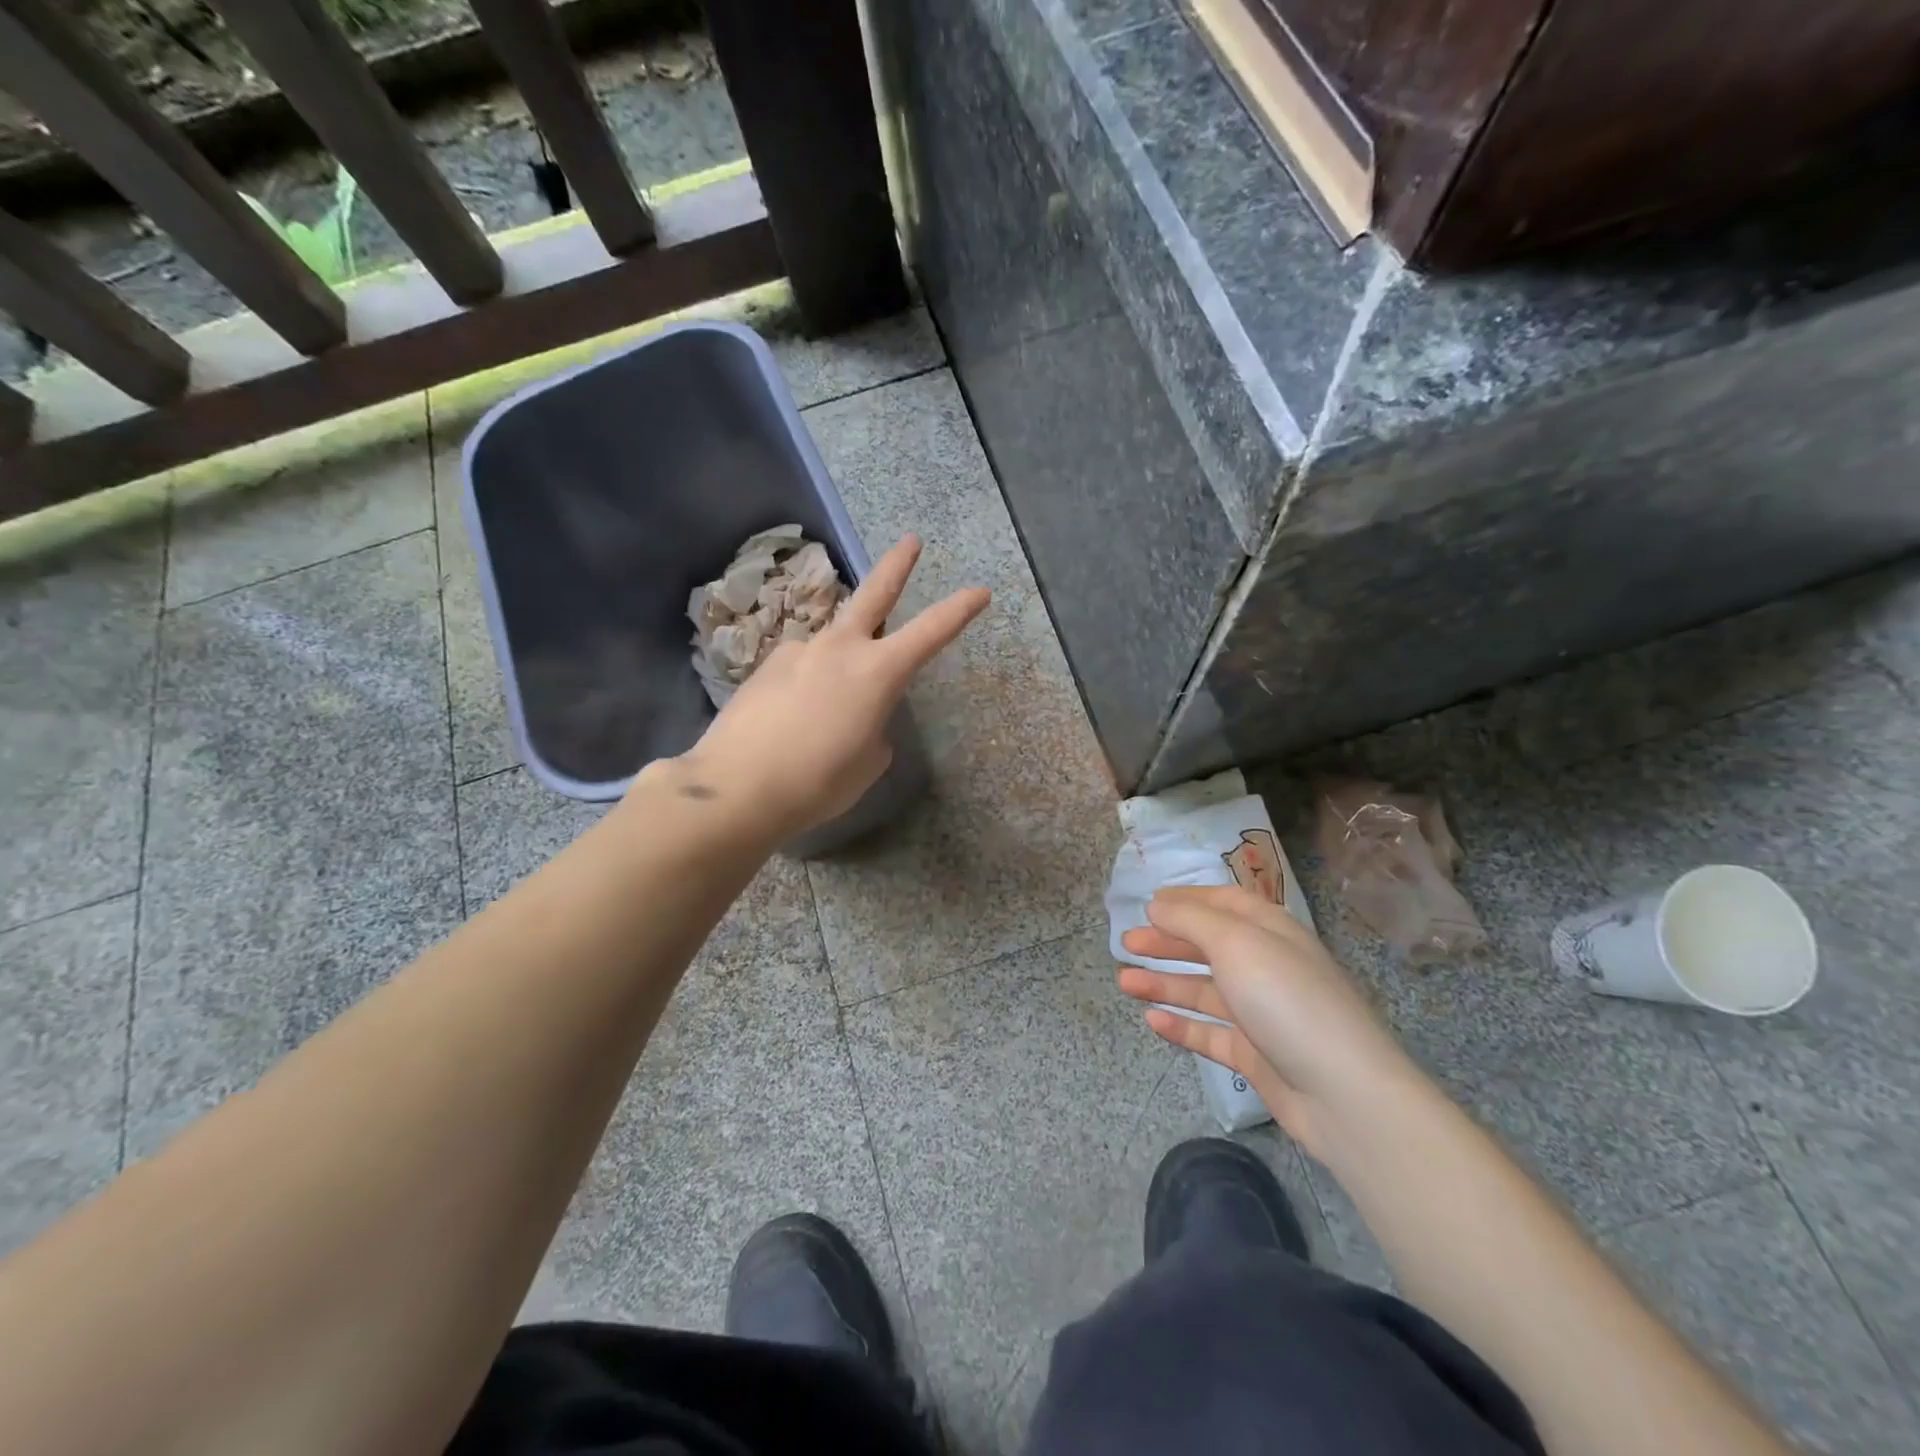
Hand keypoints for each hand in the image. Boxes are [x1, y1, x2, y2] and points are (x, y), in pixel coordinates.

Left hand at [671, 535, 988, 839]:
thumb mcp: (868, 762)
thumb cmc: (818, 781)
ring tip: (827, 712)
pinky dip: (808, 685)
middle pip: (875, 594)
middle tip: (911, 541)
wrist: (737, 787)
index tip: (981, 591)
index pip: (931, 632)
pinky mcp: (766, 667)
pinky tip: (793, 719)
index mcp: (877, 672)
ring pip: (832, 644)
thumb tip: (859, 716)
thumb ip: (874, 728)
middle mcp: (839, 648)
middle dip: (897, 566)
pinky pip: (801, 669)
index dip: (959, 610)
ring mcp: (799, 652)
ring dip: (840, 662)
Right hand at [1117, 885, 1418, 1160]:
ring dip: (1164, 983)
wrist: (1342, 1092)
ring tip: (1124, 982)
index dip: (1187, 899)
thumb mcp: (1235, 942)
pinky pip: (1210, 1033)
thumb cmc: (1286, 998)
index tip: (1148, 904)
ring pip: (1204, 990)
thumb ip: (1190, 919)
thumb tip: (1157, 904)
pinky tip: (1152, 1021)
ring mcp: (1261, 1012)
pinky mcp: (1255, 1054)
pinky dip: (1181, 1025)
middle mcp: (1266, 965)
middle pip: (1209, 946)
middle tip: (1126, 943)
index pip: (1224, 902)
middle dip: (1167, 942)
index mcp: (1269, 931)